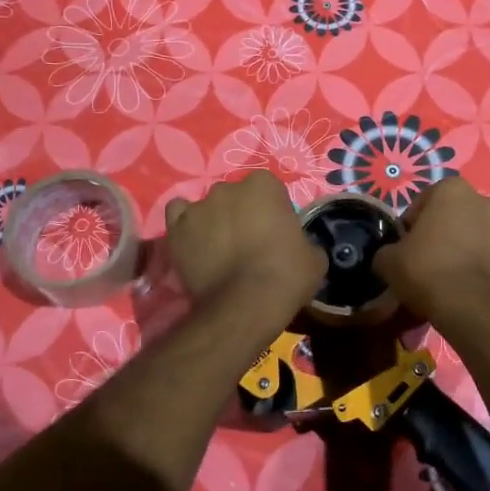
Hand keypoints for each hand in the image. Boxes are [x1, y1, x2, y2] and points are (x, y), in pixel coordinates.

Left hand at [163, 173, 324, 325]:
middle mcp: (228, 188)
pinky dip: (186, 225)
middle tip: (250, 243)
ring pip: (208, 207)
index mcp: (264, 185)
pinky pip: (178, 214)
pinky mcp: (176, 228)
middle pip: (236, 196)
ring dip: (215, 221)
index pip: (269, 189)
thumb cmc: (286, 276)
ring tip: (220, 249)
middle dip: (242, 214)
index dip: (272, 211)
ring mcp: (199, 206)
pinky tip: (195, 242)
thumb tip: (298, 247)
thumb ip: (304, 241)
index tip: (276, 232)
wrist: (244, 305)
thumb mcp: (314, 257)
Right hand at [374, 178, 489, 322]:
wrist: (468, 306)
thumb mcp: (388, 259)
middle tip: (421, 257)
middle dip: (437, 231)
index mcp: (452, 188)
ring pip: (469, 233)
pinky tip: (457, 282)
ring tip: (440, 273)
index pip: (422, 202)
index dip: (410, 224)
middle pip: (450, 215)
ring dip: (456, 246)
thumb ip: (388, 250)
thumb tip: (390, 256)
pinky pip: (483, 253)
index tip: (403, 245)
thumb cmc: (425, 268)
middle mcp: (483, 199)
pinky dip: (471, 262)